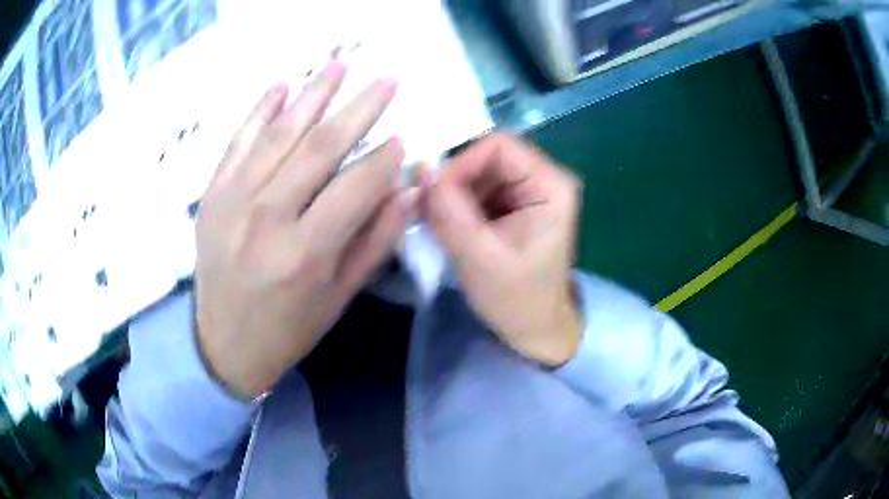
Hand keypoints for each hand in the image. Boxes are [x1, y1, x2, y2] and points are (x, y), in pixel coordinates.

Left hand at [194, 58, 416, 397]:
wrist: (223, 344)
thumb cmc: (288, 328)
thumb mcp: (339, 297)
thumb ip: (375, 241)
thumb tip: (407, 189)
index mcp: (305, 253)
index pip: (355, 186)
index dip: (384, 158)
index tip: (403, 136)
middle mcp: (267, 218)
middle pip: (320, 148)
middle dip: (360, 108)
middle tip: (387, 79)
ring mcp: (232, 200)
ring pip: (279, 134)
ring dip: (313, 94)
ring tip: (339, 63)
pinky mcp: (212, 194)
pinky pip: (237, 142)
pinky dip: (259, 110)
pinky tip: (282, 85)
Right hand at [422, 134, 581, 366]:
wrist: (535, 328)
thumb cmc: (517, 300)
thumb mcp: (480, 258)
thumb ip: (450, 212)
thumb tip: (422, 170)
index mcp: (551, 185)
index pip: (498, 146)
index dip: (461, 163)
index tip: (433, 194)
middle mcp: (543, 179)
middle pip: (486, 156)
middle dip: (453, 180)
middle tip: (426, 210)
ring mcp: (528, 191)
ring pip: (477, 171)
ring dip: (451, 193)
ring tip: (434, 222)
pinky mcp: (514, 204)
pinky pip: (477, 188)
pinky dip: (456, 203)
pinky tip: (445, 226)